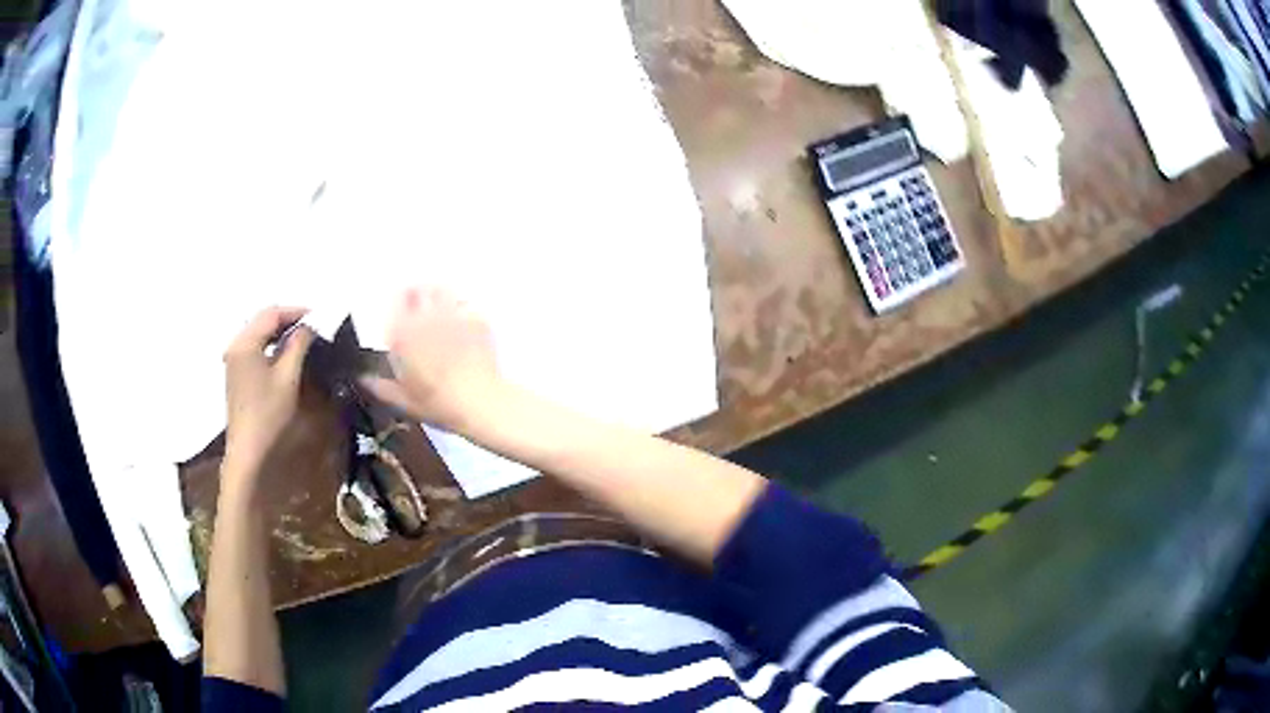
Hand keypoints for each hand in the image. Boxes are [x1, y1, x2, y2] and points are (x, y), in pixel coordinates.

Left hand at [222, 307, 315, 477]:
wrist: (249, 449)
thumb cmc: (268, 412)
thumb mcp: (288, 376)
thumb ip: (298, 345)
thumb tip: (308, 327)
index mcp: (245, 342)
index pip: (272, 314)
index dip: (296, 311)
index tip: (318, 316)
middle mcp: (236, 345)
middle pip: (263, 320)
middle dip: (287, 319)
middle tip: (312, 326)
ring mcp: (234, 359)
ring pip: (258, 333)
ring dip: (279, 332)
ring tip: (302, 338)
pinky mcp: (236, 372)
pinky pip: (255, 346)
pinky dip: (271, 344)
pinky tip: (285, 353)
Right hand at [361, 288, 501, 431]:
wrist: (480, 402)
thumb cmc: (439, 403)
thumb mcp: (404, 401)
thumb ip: (380, 387)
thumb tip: (364, 379)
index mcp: (403, 334)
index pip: (396, 301)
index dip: (397, 301)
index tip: (399, 307)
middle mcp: (426, 317)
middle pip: (419, 289)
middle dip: (418, 293)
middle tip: (419, 301)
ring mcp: (453, 314)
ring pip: (443, 290)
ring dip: (439, 294)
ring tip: (440, 304)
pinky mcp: (477, 318)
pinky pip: (466, 304)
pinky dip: (462, 308)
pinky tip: (463, 317)